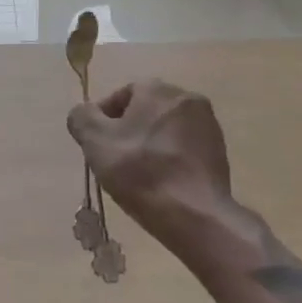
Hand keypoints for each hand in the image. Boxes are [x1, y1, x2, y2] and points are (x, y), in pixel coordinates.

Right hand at [67, 79, 233, 246]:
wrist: (195, 214)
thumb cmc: (141, 172)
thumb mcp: (96, 143)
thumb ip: (82, 118)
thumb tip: (83, 113)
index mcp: (156, 89)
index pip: (120, 96)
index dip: (103, 121)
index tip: (97, 147)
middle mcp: (185, 96)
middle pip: (145, 111)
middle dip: (129, 132)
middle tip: (115, 161)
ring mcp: (208, 123)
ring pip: (166, 129)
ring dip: (151, 145)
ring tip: (139, 176)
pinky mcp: (219, 150)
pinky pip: (185, 148)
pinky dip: (171, 159)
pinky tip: (163, 183)